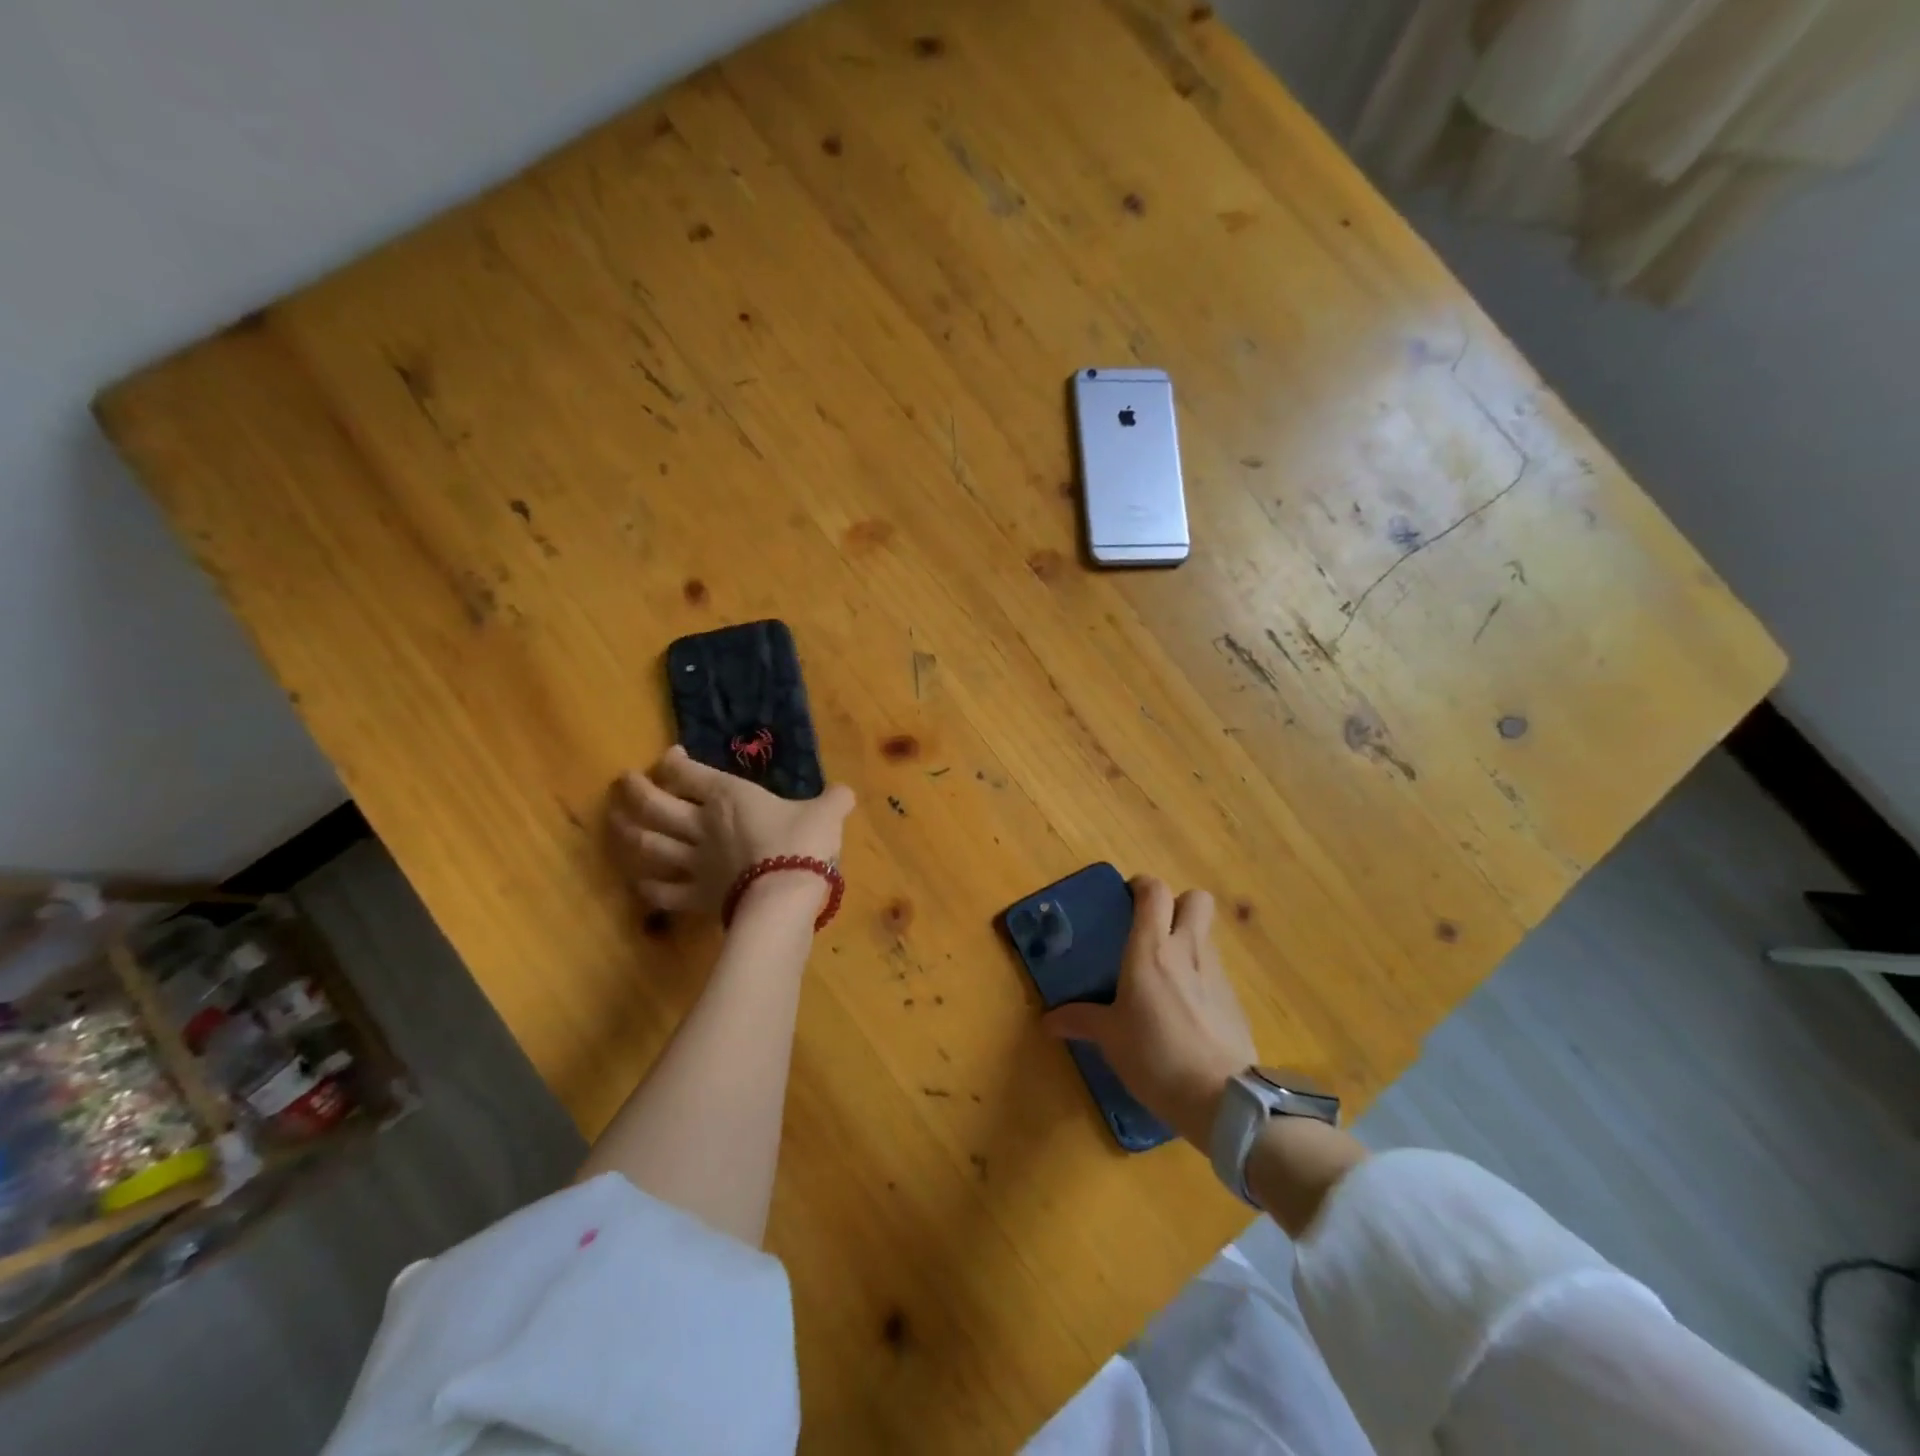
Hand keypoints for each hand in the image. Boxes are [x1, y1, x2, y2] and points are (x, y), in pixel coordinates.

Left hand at [610, 746, 855, 918]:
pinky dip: (648, 887)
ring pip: (648, 845)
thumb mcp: (827, 813)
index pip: (687, 773)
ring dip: (628, 833)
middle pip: (654, 805)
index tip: (670, 756)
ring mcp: (693, 862)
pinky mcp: (695, 896)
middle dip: (635, 791)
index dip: (672, 761)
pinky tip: (641, 883)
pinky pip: (661, 892)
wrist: (786, 895)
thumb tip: (845, 793)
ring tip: (617, 824)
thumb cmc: (802, 843)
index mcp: (728, 796)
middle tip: (624, 783)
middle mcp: (701, 824)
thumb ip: (833, 800)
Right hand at [1042, 877, 1255, 1147]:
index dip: (1142, 886)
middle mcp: (1187, 949)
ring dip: (1188, 940)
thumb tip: (1048, 1020)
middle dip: (1177, 904)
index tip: (1127, 900)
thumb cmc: (1156, 1056)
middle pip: (1196, 899)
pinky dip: (1201, 976)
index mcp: (1151, 949)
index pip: (1155, 891)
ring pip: (1206, 934)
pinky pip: (1215, 970)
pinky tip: (1186, 1008)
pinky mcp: (1235, 999)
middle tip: (1153, 929)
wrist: (1222, 1098)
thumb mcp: (1110, 1039)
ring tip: (1166, 973)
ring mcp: (1216, 973)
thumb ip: (1081, 1021)